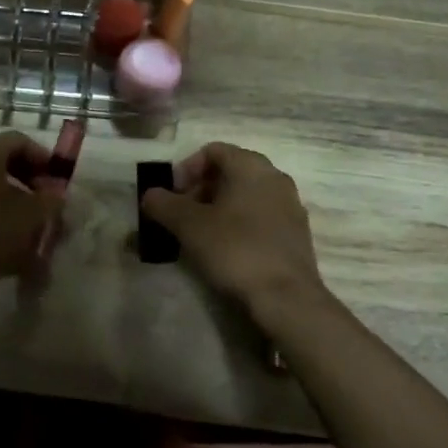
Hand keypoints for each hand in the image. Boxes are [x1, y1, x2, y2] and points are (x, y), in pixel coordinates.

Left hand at [0, 132, 63, 286]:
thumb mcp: (30, 218)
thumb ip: (50, 201)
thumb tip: (56, 193)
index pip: (20, 140)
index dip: (43, 158)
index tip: (57, 180)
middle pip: (2, 153)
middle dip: (27, 172)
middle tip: (43, 196)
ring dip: (9, 186)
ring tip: (24, 212)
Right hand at [141, 143, 323, 311]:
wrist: (286, 297)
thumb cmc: (235, 249)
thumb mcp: (188, 225)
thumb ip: (163, 204)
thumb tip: (150, 195)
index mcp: (251, 166)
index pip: (212, 151)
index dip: (186, 169)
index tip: (171, 195)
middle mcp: (275, 178)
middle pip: (229, 172)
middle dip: (200, 189)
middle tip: (180, 215)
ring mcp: (290, 206)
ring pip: (245, 195)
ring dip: (217, 208)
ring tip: (198, 234)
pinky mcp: (296, 233)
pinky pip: (260, 216)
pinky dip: (238, 223)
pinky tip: (224, 249)